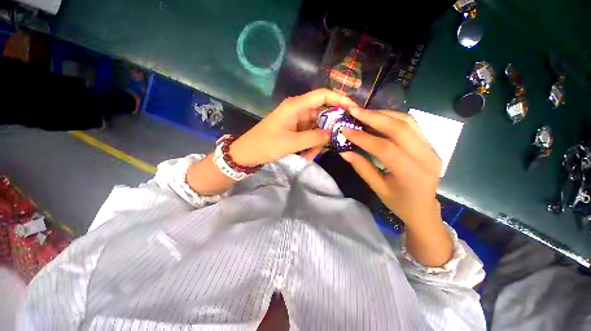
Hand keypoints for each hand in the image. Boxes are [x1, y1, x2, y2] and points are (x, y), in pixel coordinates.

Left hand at [230, 89, 357, 165]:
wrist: (248, 153)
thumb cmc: (267, 144)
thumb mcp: (292, 143)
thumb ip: (314, 138)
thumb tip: (333, 134)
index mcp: (296, 106)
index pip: (322, 95)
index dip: (339, 99)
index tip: (353, 110)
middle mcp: (298, 110)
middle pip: (321, 113)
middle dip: (328, 129)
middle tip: (334, 142)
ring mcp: (296, 120)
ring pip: (315, 127)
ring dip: (317, 142)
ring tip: (311, 156)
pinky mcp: (294, 129)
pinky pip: (308, 134)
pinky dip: (310, 145)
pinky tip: (306, 156)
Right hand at [341, 108, 441, 225]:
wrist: (424, 208)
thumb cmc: (399, 203)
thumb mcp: (377, 188)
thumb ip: (361, 167)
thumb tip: (344, 151)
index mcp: (411, 173)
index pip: (385, 148)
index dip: (363, 137)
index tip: (345, 129)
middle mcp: (426, 156)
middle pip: (399, 128)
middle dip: (373, 116)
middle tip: (354, 110)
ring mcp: (431, 148)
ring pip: (407, 121)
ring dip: (383, 114)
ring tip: (364, 113)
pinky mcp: (430, 144)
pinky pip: (411, 124)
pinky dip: (392, 118)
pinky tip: (378, 118)